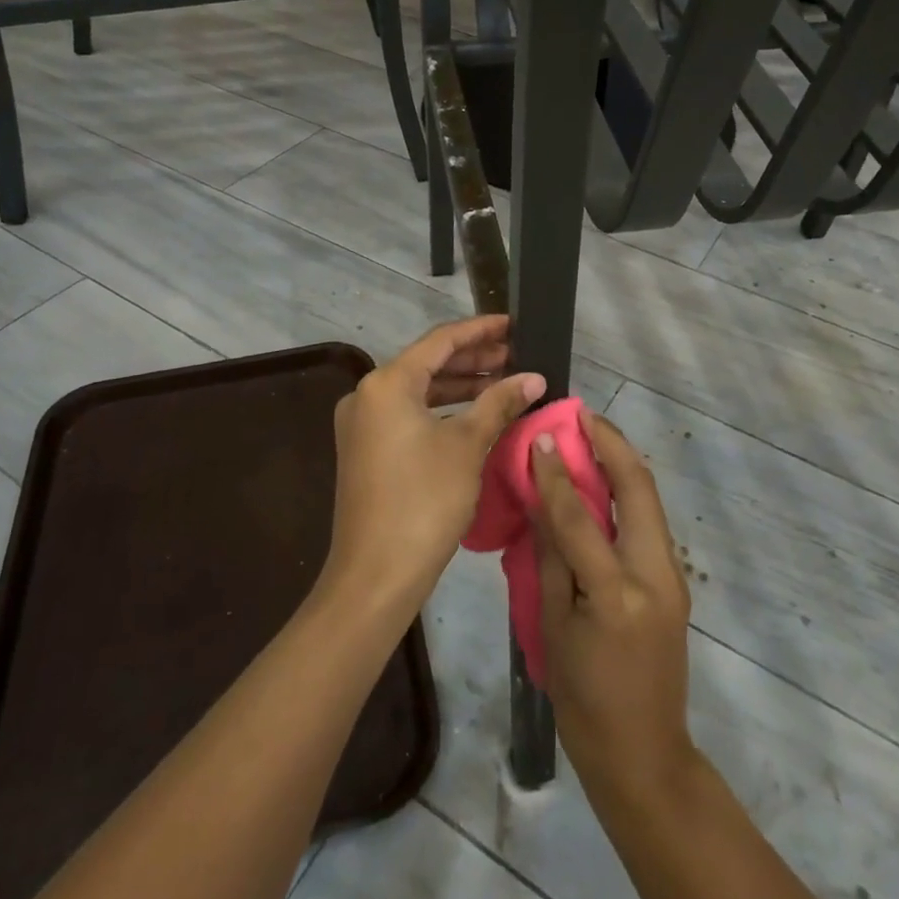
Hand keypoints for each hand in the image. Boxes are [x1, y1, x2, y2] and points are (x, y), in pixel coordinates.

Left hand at [324, 316, 543, 614]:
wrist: (375, 576)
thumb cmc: (424, 500)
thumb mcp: (467, 445)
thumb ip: (499, 403)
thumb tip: (533, 378)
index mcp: (387, 383)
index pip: (441, 341)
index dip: (480, 330)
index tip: (513, 323)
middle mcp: (368, 394)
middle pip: (428, 363)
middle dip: (473, 359)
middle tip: (516, 355)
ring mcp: (364, 424)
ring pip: (419, 390)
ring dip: (460, 386)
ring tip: (504, 381)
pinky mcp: (367, 450)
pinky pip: (410, 414)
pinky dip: (443, 410)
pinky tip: (475, 414)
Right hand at [532, 412, 697, 804]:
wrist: (644, 755)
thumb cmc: (584, 701)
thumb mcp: (553, 629)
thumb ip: (552, 558)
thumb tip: (543, 500)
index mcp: (618, 594)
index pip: (581, 517)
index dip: (558, 473)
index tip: (542, 436)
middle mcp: (655, 575)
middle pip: (639, 488)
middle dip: (612, 444)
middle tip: (581, 416)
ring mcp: (673, 576)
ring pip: (650, 500)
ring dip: (622, 462)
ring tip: (591, 435)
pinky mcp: (675, 581)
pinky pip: (649, 522)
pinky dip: (627, 492)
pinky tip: (603, 482)